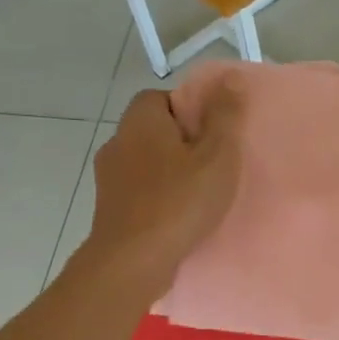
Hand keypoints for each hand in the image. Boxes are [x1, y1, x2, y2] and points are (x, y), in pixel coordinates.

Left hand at [84, 86, 243, 296]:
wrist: (133, 261)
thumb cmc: (179, 203)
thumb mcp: (216, 156)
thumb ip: (225, 116)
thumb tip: (229, 78)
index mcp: (141, 121)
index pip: (162, 97)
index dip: (190, 111)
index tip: (213, 135)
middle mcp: (117, 142)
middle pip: (153, 131)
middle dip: (180, 144)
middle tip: (212, 166)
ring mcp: (108, 178)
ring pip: (145, 164)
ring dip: (168, 174)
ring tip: (198, 195)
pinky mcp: (108, 209)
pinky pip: (138, 193)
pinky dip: (157, 199)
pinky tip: (177, 218)